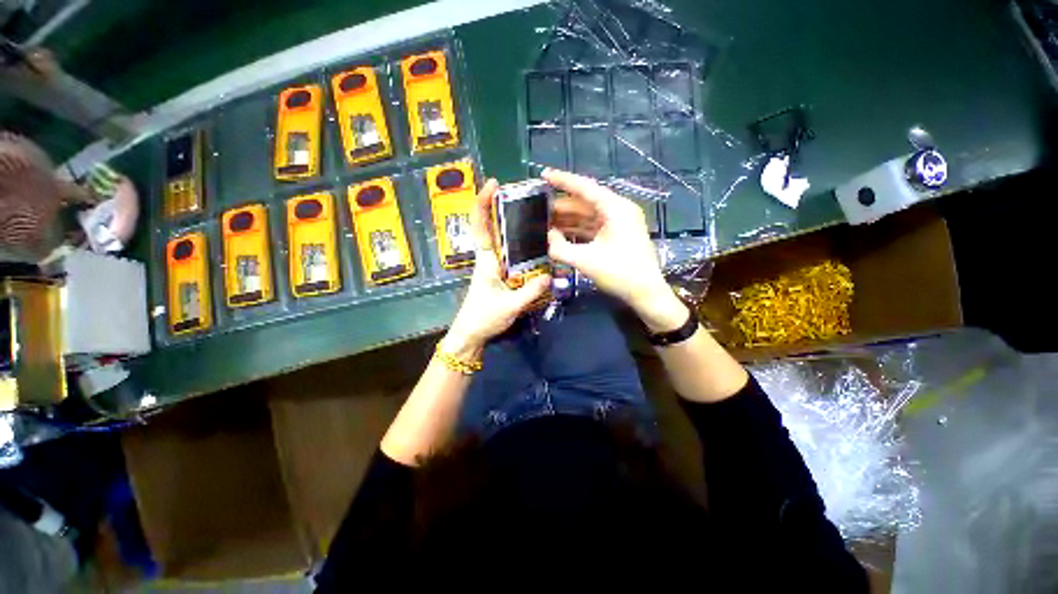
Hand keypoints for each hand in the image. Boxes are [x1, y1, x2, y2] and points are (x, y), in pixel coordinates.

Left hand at [443, 179, 551, 356]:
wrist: (471, 335)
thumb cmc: (484, 318)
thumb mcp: (510, 306)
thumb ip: (530, 291)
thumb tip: (550, 275)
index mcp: (485, 261)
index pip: (480, 226)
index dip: (483, 203)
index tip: (493, 184)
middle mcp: (488, 258)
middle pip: (491, 226)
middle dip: (501, 207)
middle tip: (524, 196)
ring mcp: (493, 266)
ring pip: (501, 240)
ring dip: (511, 225)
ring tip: (534, 215)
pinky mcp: (499, 275)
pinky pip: (510, 255)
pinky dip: (519, 245)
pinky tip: (535, 245)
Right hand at [545, 169, 685, 331]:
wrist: (645, 293)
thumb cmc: (620, 273)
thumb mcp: (585, 261)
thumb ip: (560, 248)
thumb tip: (546, 236)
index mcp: (615, 209)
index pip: (585, 188)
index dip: (563, 181)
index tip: (544, 175)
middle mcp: (618, 210)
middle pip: (585, 202)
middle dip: (562, 205)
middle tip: (539, 207)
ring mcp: (619, 223)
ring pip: (588, 215)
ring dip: (568, 219)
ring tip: (545, 221)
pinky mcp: (617, 235)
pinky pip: (593, 227)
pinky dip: (577, 229)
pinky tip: (561, 233)